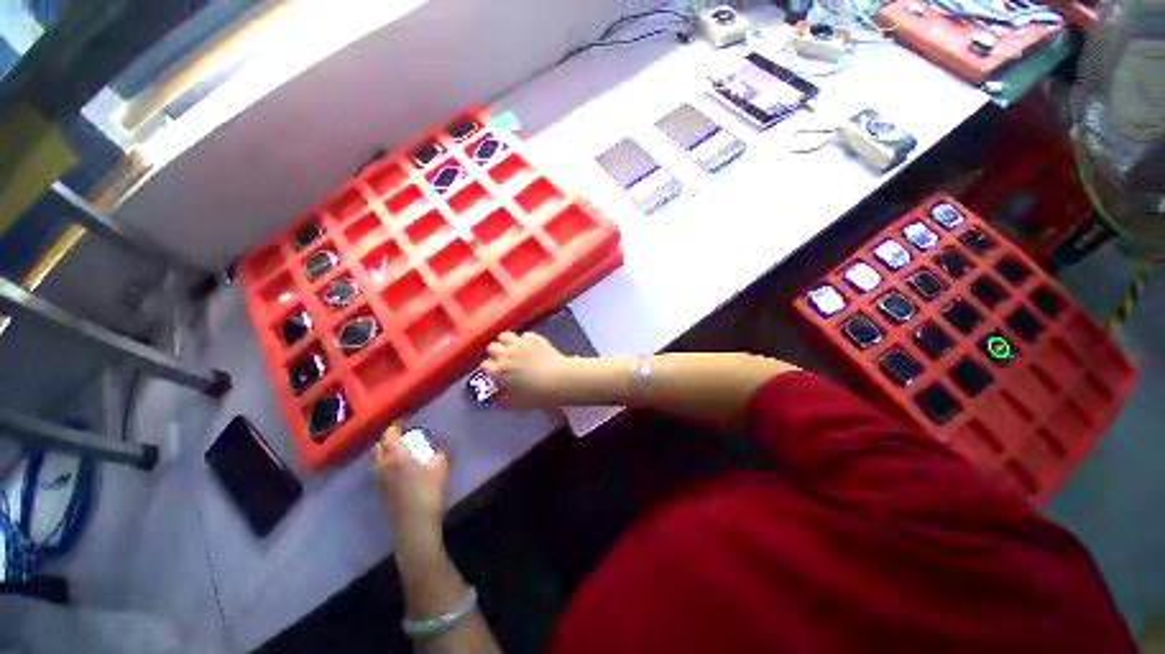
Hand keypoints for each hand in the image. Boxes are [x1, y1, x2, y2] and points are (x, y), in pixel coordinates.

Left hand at [372, 424, 449, 541]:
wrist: (415, 526)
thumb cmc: (430, 493)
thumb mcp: (442, 467)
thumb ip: (440, 451)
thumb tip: (438, 444)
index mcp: (397, 456)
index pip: (389, 434)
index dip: (397, 426)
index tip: (407, 423)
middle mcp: (383, 465)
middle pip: (378, 445)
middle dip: (388, 438)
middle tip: (403, 436)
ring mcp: (379, 480)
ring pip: (375, 459)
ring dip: (384, 451)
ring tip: (399, 451)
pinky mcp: (380, 492)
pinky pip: (377, 470)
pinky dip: (384, 463)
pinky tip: (397, 468)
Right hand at [481, 331, 573, 408]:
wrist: (559, 380)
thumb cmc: (538, 396)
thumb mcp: (518, 405)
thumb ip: (506, 402)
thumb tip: (500, 401)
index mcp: (499, 372)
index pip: (485, 365)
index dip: (490, 368)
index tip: (497, 372)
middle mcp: (506, 355)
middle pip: (492, 347)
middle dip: (496, 353)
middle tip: (504, 359)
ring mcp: (520, 344)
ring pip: (505, 336)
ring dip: (507, 342)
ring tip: (513, 348)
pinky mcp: (534, 338)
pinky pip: (524, 335)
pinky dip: (526, 340)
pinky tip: (532, 346)